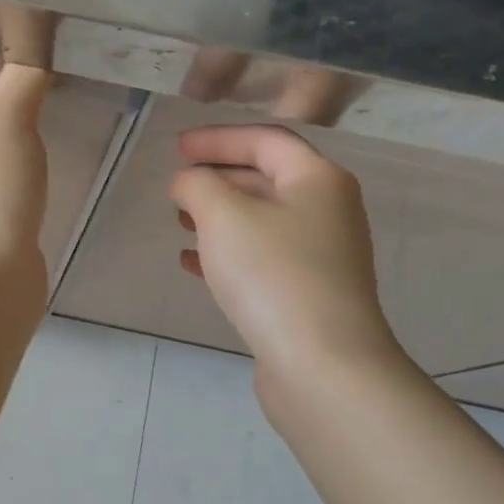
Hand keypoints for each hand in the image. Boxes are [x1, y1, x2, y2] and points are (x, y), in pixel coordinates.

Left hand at [0, 60, 51, 270]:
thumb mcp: (9, 119)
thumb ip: (24, 73)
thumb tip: (35, 42)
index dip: (5, 80)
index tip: (34, 100)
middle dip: (6, 113)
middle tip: (26, 137)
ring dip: (9, 144)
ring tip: (24, 167)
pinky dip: (5, 173)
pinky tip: (19, 188)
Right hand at [170, 124, 398, 371]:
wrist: (322, 365)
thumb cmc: (273, 275)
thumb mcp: (223, 216)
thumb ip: (197, 185)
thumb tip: (190, 183)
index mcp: (317, 179)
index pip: (264, 140)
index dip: (217, 138)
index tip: (177, 148)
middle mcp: (327, 210)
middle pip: (266, 178)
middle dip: (217, 177)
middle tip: (177, 186)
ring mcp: (320, 255)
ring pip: (261, 220)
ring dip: (218, 216)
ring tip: (179, 222)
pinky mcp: (307, 293)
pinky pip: (261, 258)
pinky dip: (227, 252)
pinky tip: (192, 263)